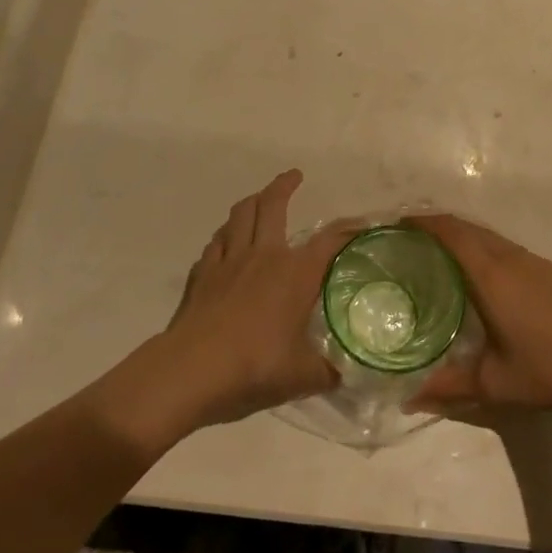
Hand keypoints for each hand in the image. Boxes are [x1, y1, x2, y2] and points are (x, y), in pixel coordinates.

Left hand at [161, 170, 357, 429]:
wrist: (189, 372)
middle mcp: (263, 256)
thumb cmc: (254, 367)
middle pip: (272, 206)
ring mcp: (228, 262)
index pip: (330, 240)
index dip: (349, 229)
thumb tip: (348, 374)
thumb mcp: (303, 376)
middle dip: (284, 185)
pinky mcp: (201, 275)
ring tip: (260, 199)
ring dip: (252, 202)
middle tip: (294, 176)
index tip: (362, 224)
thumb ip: (329, 371)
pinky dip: (226, 236)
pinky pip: (216, 243)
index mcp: (295, 273)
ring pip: (239, 216)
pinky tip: (226, 243)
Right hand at [405, 214, 551, 416]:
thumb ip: (448, 387)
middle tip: (411, 241)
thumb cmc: (547, 370)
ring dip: (463, 237)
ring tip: (440, 256)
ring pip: (489, 236)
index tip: (398, 225)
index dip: (423, 222)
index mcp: (491, 275)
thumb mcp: (493, 383)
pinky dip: (484, 248)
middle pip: (468, 228)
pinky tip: (483, 276)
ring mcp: (535, 261)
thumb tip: (408, 399)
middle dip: (437, 227)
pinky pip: (507, 247)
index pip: (451, 233)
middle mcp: (510, 258)